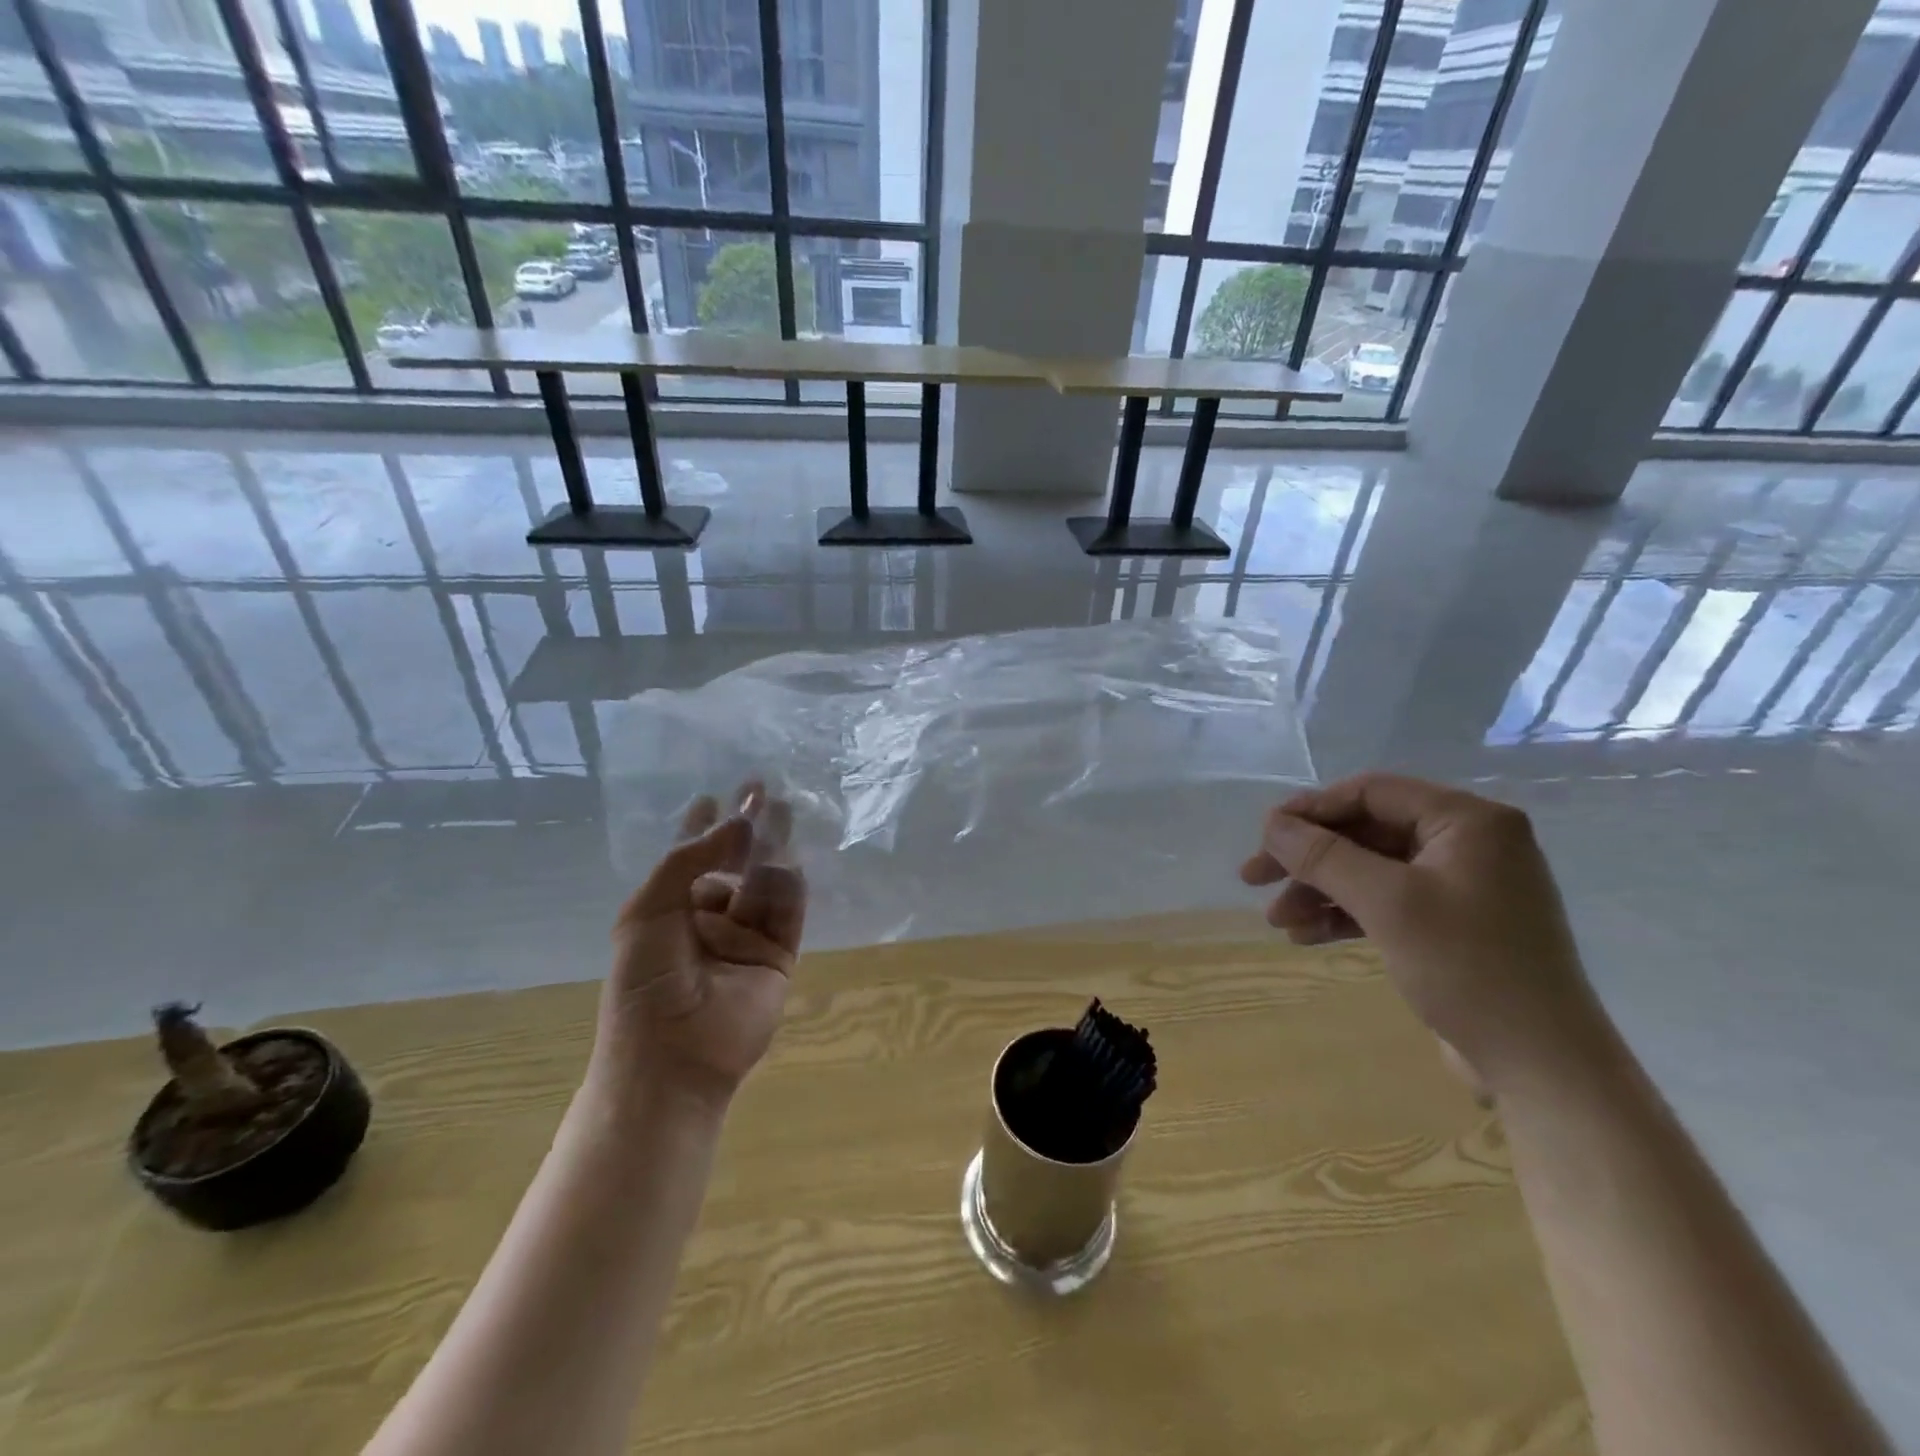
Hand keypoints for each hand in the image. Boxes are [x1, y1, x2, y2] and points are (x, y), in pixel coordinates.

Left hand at [593, 784, 807, 1111]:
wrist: (671, 1058)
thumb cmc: (645, 983)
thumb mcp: (648, 912)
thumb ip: (688, 861)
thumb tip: (736, 822)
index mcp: (673, 907)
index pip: (693, 856)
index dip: (704, 826)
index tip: (716, 795)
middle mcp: (711, 915)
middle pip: (737, 861)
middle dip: (749, 826)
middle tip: (762, 789)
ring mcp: (746, 935)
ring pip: (766, 880)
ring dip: (772, 846)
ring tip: (780, 810)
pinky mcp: (778, 954)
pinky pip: (788, 911)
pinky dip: (790, 884)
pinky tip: (789, 859)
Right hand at [1241, 773, 1607, 1093]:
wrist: (1543, 1067)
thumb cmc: (1468, 967)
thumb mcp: (1387, 903)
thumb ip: (1324, 856)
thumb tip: (1271, 823)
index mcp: (1468, 821)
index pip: (1371, 793)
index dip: (1310, 810)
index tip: (1263, 837)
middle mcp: (1468, 843)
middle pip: (1366, 832)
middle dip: (1309, 858)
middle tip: (1254, 879)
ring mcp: (1462, 886)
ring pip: (1371, 870)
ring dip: (1320, 890)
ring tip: (1278, 921)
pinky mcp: (1453, 924)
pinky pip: (1387, 902)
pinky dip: (1346, 914)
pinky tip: (1307, 936)